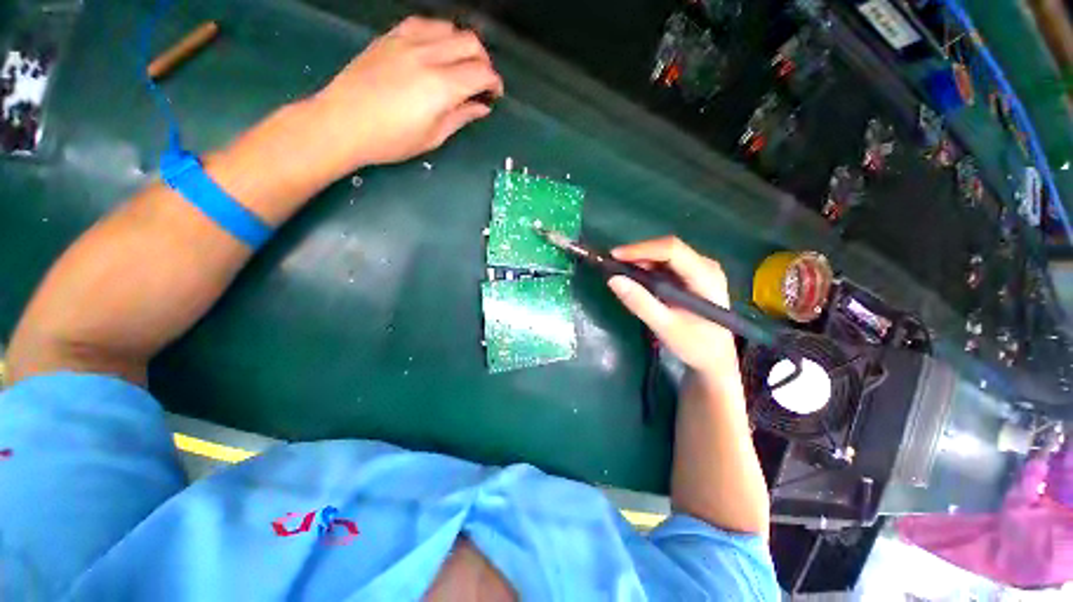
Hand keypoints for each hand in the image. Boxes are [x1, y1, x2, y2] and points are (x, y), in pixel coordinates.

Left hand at [308, 17, 503, 173]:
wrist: (342, 123)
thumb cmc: (391, 140)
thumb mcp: (433, 136)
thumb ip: (461, 116)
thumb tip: (482, 107)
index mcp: (441, 87)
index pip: (481, 73)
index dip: (494, 83)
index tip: (494, 95)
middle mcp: (428, 56)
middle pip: (470, 43)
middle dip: (484, 62)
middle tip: (481, 82)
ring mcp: (407, 41)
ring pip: (450, 28)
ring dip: (463, 45)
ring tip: (461, 65)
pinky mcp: (391, 37)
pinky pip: (424, 24)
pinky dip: (439, 34)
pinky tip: (437, 50)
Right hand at [608, 237, 737, 377]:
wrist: (715, 359)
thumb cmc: (695, 345)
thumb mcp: (665, 326)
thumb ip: (640, 302)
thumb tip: (613, 280)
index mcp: (705, 276)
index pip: (672, 250)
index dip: (641, 249)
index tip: (615, 256)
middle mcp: (705, 266)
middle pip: (668, 249)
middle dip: (638, 254)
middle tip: (612, 264)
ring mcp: (699, 270)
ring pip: (665, 255)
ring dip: (641, 261)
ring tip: (619, 271)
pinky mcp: (692, 277)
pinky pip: (666, 265)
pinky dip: (647, 269)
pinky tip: (635, 278)